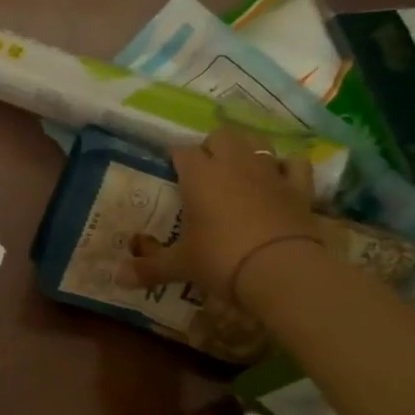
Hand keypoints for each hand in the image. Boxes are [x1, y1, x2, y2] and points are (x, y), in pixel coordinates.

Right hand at [127, 126, 320, 300]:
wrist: (283, 270)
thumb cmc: (221, 259)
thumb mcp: (181, 265)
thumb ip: (149, 267)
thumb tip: (115, 278)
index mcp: (199, 175)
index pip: (181, 152)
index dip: (175, 160)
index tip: (171, 173)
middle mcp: (233, 164)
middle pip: (220, 135)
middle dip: (212, 147)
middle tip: (205, 171)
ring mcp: (269, 172)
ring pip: (257, 141)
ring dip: (247, 149)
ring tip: (240, 168)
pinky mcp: (299, 188)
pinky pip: (295, 164)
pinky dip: (287, 167)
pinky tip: (281, 178)